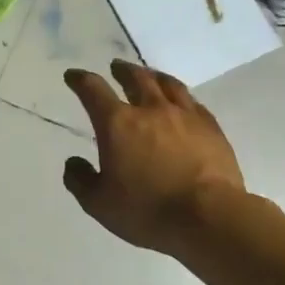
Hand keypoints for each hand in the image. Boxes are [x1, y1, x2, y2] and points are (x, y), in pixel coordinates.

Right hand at [62, 60, 248, 254]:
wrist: (208, 217)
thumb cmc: (147, 210)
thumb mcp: (99, 204)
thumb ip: (80, 180)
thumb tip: (73, 163)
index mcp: (117, 124)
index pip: (93, 90)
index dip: (80, 80)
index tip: (73, 76)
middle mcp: (150, 110)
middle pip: (135, 78)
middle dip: (121, 70)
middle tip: (116, 67)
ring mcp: (184, 115)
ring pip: (167, 84)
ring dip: (153, 75)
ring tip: (149, 75)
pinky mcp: (211, 127)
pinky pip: (193, 102)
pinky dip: (181, 96)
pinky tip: (183, 101)